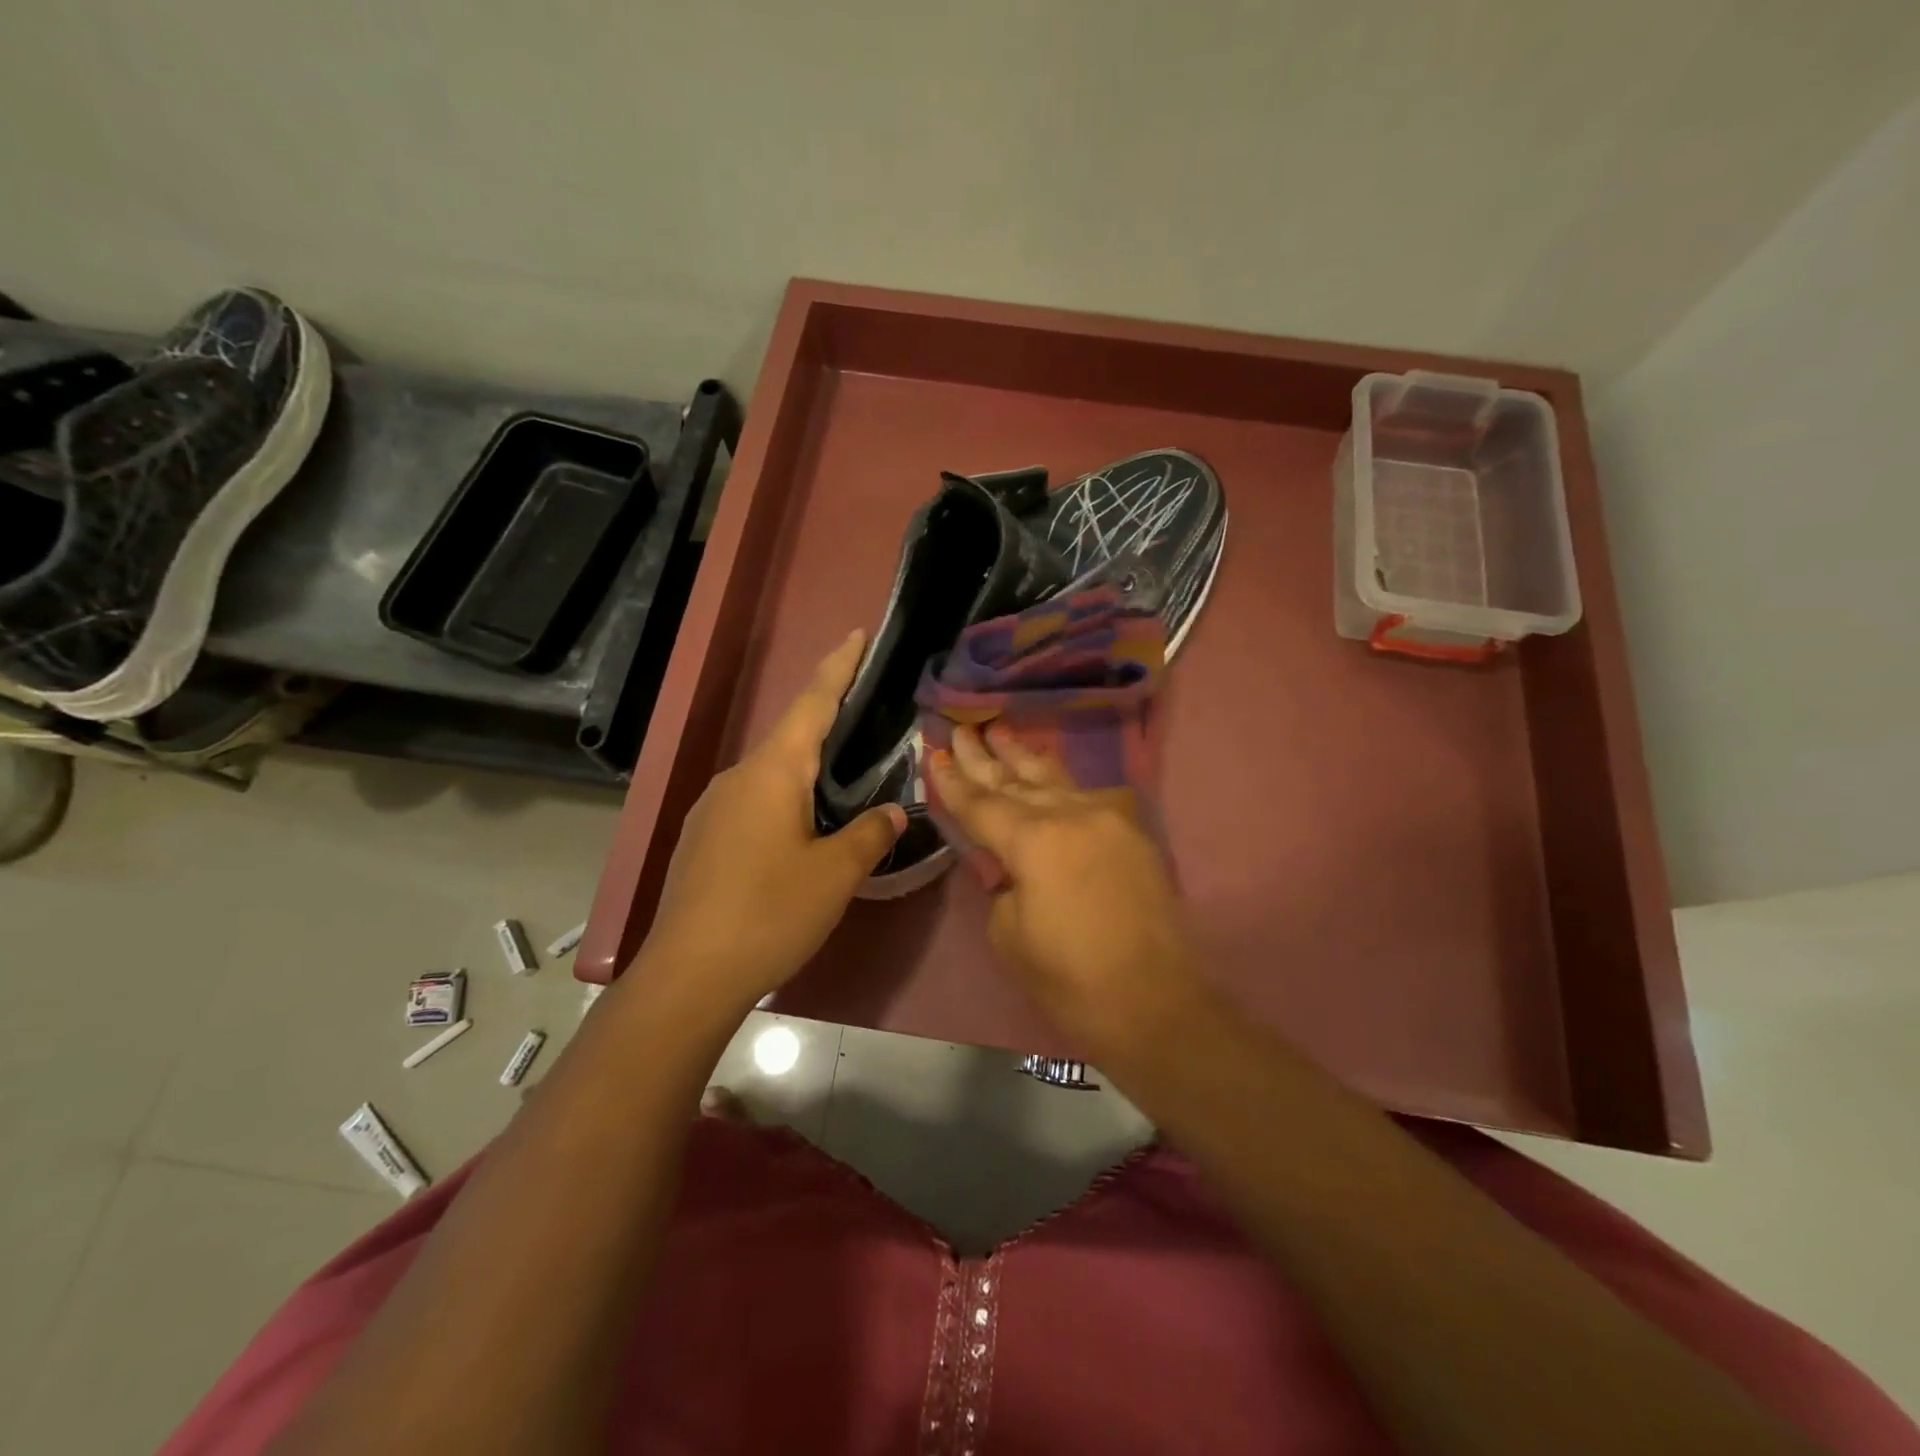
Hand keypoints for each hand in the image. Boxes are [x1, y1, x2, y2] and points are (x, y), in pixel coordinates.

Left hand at [641, 630, 905, 1011]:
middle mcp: (737, 777)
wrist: (687, 975)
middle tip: (867, 721)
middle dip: (828, 724)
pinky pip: (753, 803)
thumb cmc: (769, 912)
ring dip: (806, 772)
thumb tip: (893, 812)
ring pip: (771, 774)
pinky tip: (800, 834)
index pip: (812, 702)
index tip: (856, 633)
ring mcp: (712, 807)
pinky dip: (784, 802)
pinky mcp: (702, 839)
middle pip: (791, 736)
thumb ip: (870, 834)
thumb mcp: (836, 874)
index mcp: (772, 771)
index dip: (838, 666)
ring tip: (841, 788)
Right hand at [927, 724, 1203, 1058]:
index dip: (953, 781)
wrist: (1153, 1003)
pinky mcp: (1132, 832)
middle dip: (984, 756)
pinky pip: (1086, 796)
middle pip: (1016, 780)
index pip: (981, 803)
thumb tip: (1011, 862)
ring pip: (1054, 779)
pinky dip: (1059, 783)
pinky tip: (1045, 771)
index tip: (933, 753)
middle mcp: (1072, 814)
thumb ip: (1003, 881)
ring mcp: (1108, 818)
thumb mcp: (1010, 933)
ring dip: (1023, 757)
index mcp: (1035, 840)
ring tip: (999, 731)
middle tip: (960, 729)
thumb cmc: (1070, 980)